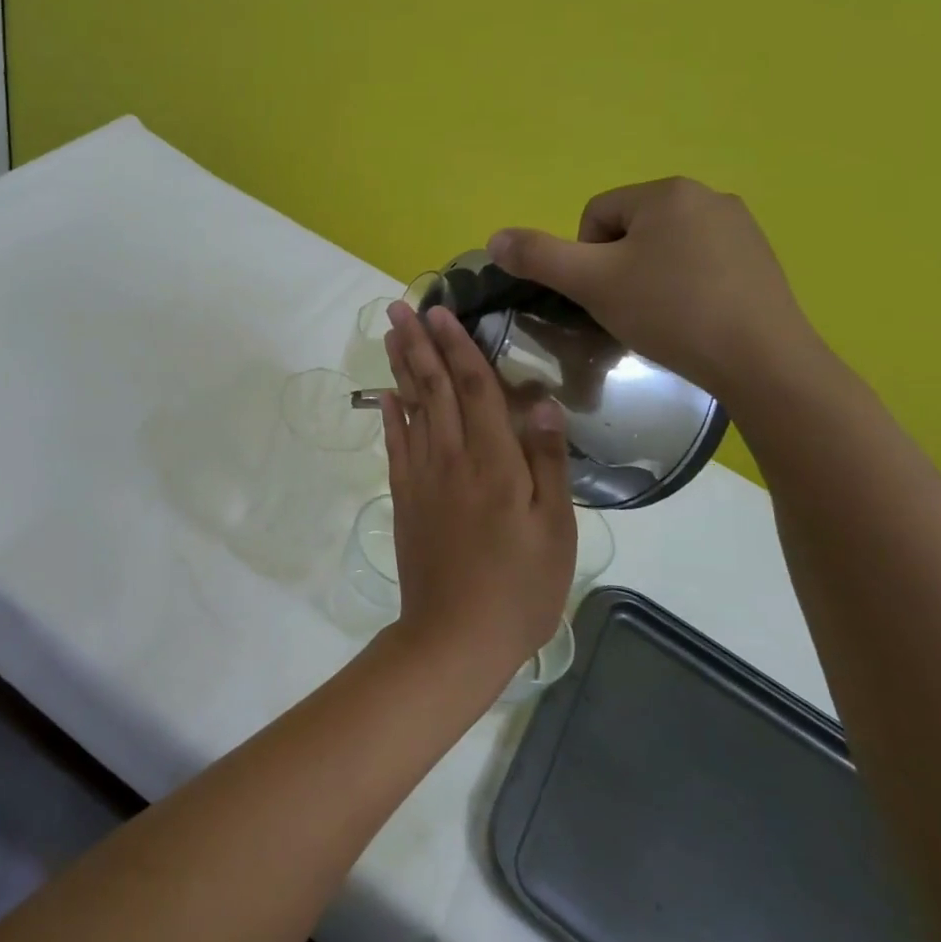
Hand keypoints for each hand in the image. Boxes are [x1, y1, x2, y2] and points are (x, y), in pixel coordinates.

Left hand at [379, 301, 575, 677]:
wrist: (455, 636)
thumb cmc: (519, 587)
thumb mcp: (555, 528)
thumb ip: (547, 461)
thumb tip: (541, 402)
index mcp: (494, 461)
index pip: (475, 388)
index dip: (458, 346)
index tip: (442, 311)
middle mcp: (451, 458)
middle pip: (435, 388)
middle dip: (418, 343)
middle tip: (401, 305)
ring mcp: (422, 477)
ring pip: (411, 408)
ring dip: (401, 367)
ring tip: (390, 333)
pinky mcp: (405, 498)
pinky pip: (395, 445)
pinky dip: (389, 415)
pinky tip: (385, 395)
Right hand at [487, 177, 822, 402]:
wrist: (761, 360)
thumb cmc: (670, 312)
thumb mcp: (591, 283)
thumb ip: (539, 257)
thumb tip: (493, 238)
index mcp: (667, 192)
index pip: (595, 216)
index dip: (585, 259)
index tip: (602, 296)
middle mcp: (708, 196)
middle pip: (630, 231)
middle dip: (618, 269)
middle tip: (627, 310)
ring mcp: (741, 227)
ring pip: (664, 249)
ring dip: (649, 279)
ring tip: (660, 319)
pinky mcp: (761, 259)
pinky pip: (700, 264)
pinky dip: (685, 288)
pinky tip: (692, 320)